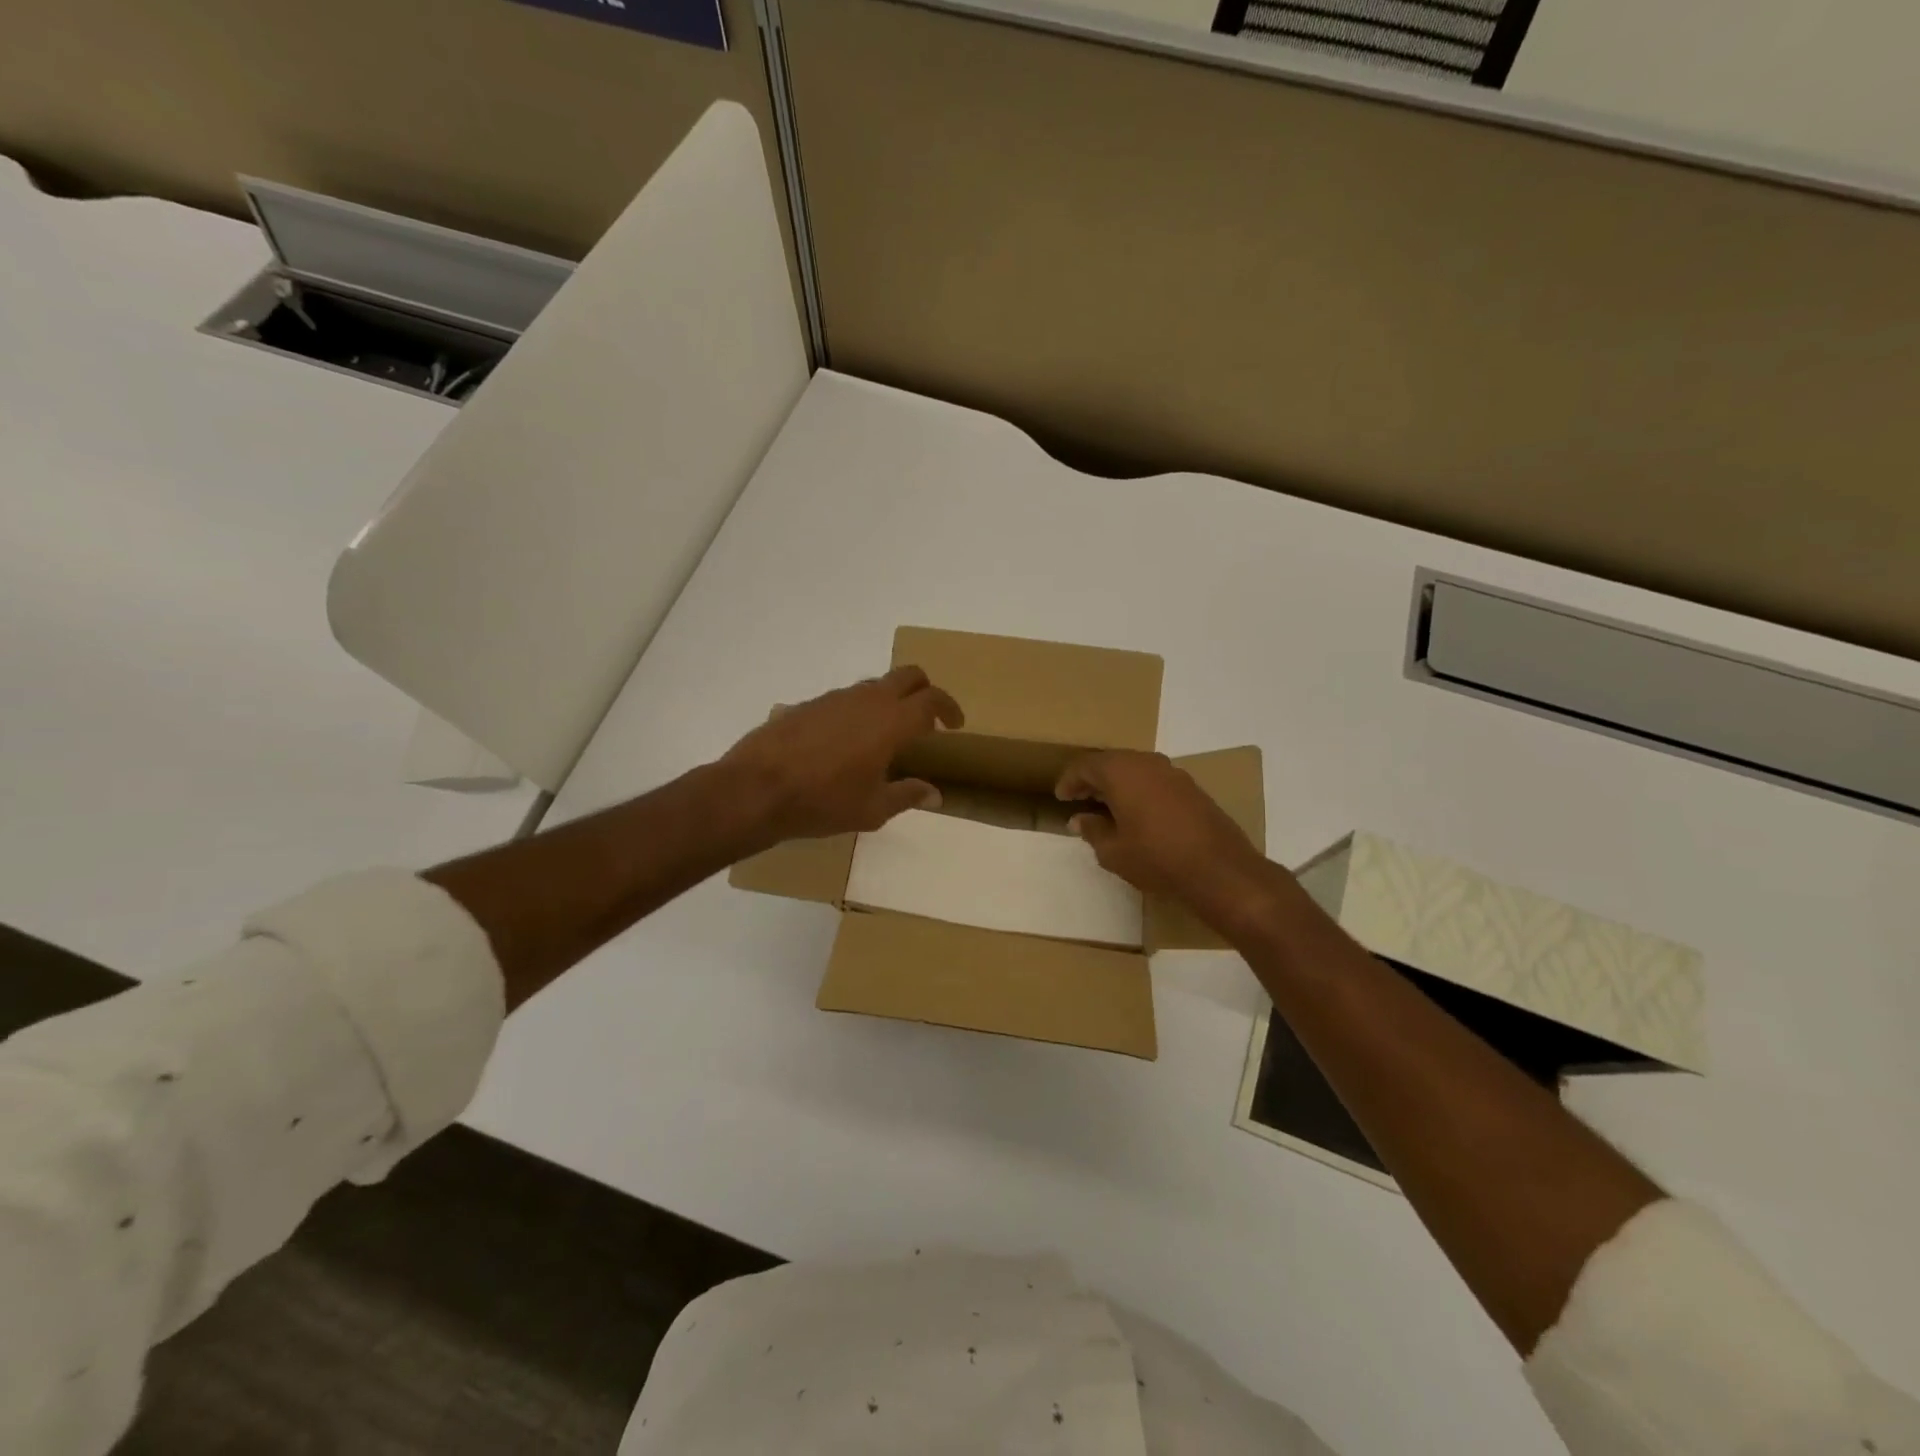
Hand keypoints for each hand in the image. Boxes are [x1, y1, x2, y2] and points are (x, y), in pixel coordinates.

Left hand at [722, 666, 964, 842]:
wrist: (756, 789)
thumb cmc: (823, 802)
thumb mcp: (872, 809)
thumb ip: (907, 795)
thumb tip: (935, 794)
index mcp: (891, 721)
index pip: (932, 699)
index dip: (949, 708)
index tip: (955, 724)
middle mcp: (867, 700)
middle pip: (908, 675)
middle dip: (925, 690)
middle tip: (928, 717)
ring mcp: (835, 698)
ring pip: (875, 685)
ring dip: (890, 700)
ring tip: (888, 733)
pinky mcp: (809, 704)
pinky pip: (846, 698)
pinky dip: (859, 710)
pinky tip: (848, 741)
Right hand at [1055, 750, 1273, 932]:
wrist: (1219, 869)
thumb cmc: (1156, 858)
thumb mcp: (1114, 851)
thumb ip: (1092, 830)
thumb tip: (1080, 820)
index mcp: (1121, 772)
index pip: (1086, 766)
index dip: (1070, 781)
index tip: (1061, 797)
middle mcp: (1147, 763)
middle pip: (1111, 762)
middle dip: (1093, 779)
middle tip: (1080, 798)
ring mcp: (1173, 773)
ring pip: (1135, 769)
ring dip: (1117, 784)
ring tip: (1106, 806)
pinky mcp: (1192, 788)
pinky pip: (1154, 780)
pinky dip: (1139, 790)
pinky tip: (1137, 812)